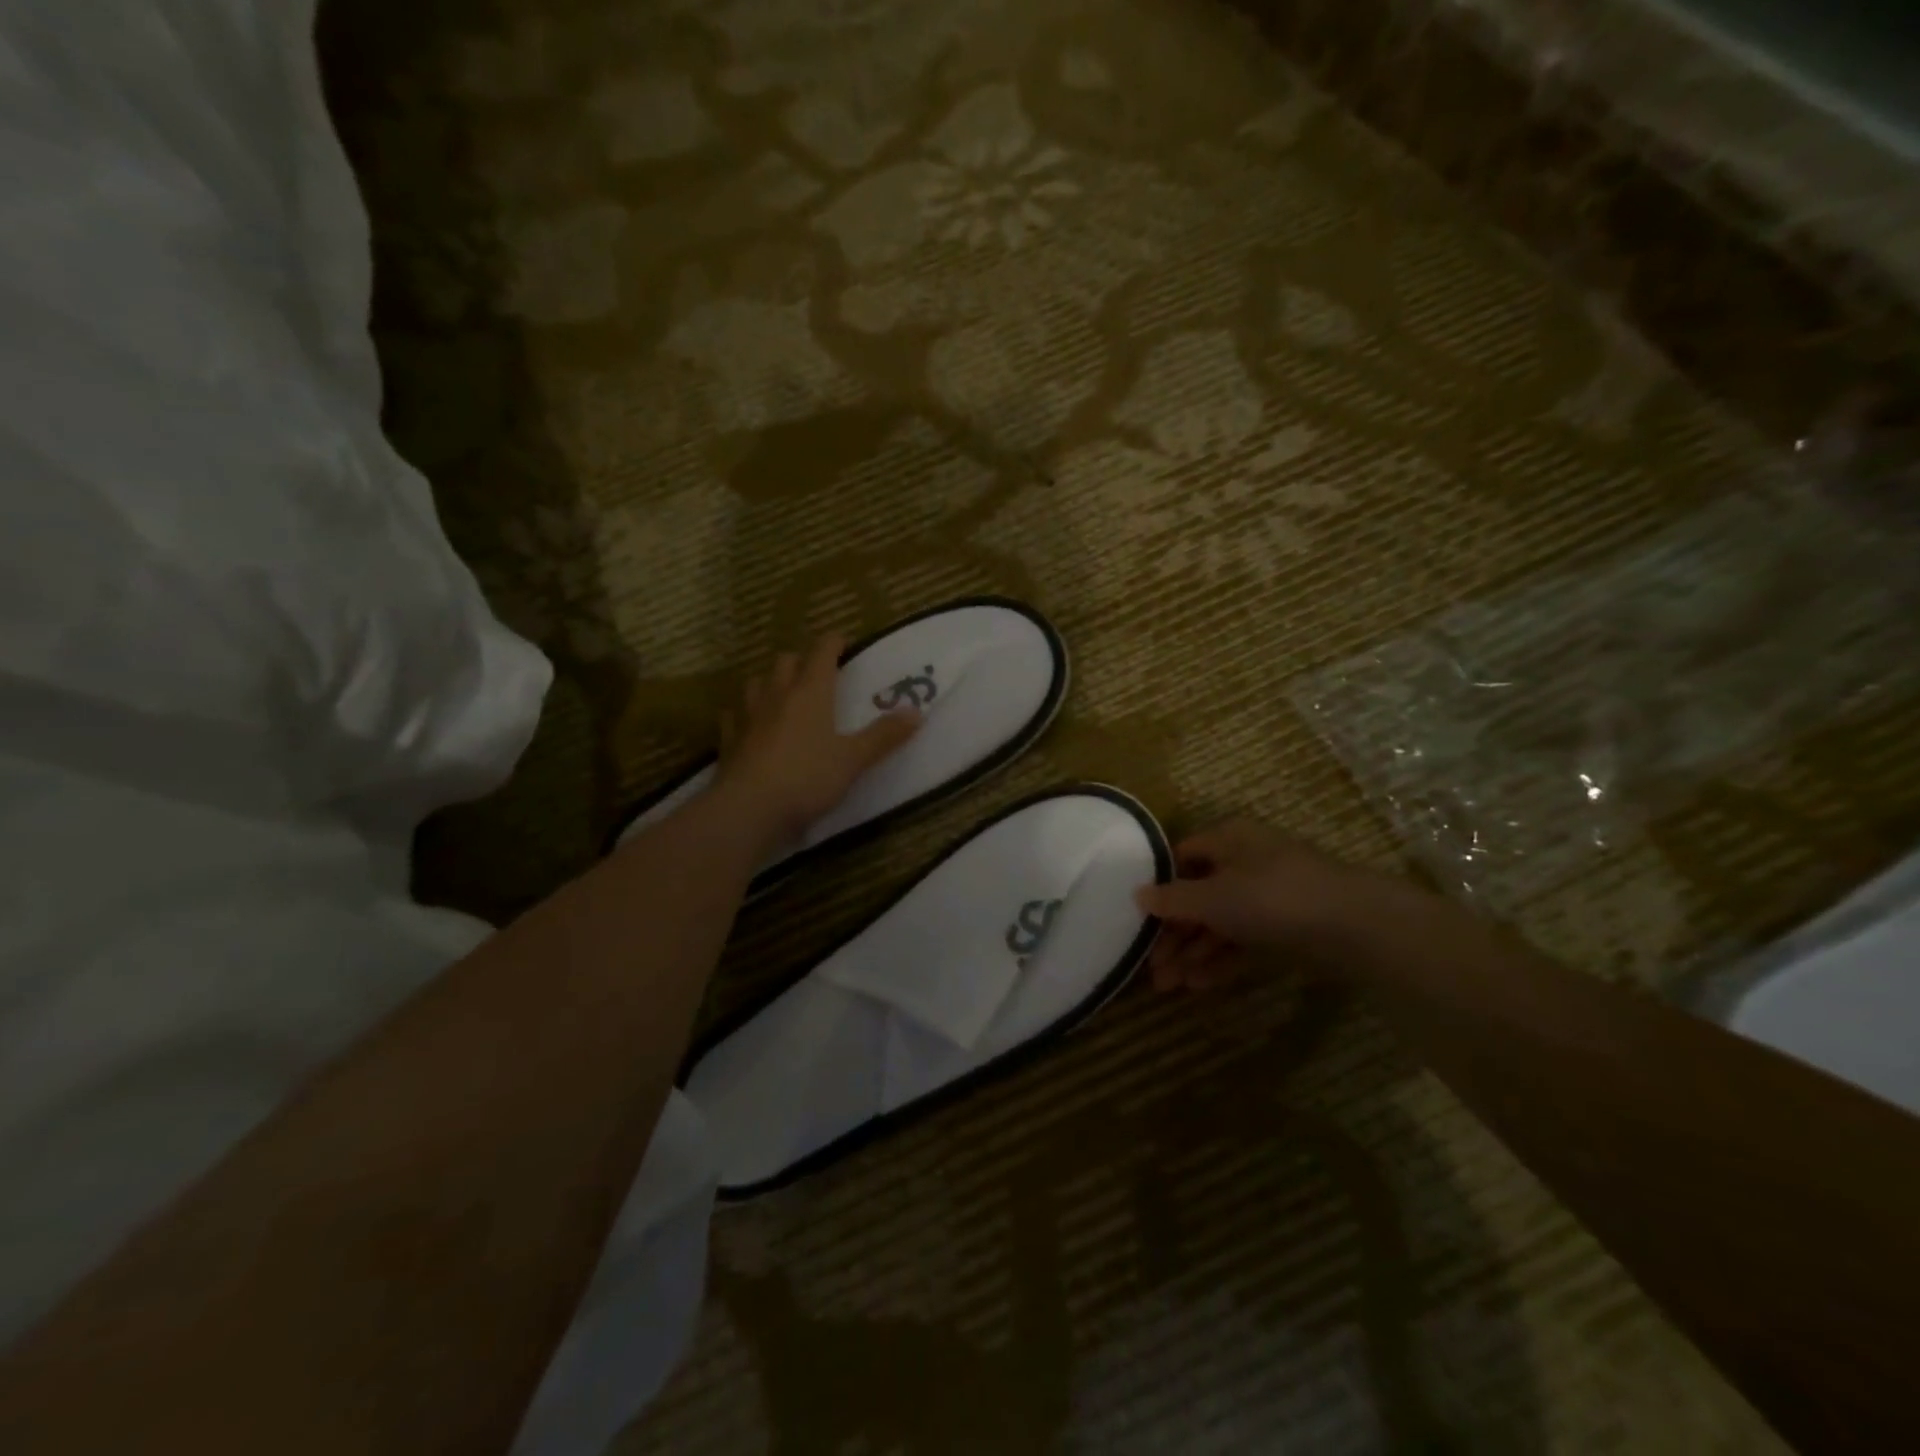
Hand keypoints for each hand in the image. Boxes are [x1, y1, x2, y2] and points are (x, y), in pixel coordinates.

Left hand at [715, 634, 920, 846]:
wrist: (749, 809)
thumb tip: (917, 712)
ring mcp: (748, 717)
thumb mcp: (853, 760)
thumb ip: (883, 736)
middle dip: (802, 660)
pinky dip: (743, 714)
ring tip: (782, 694)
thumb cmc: (807, 778)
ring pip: (756, 684)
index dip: (833, 642)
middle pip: (785, 662)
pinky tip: (748, 723)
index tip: (844, 642)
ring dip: (770, 683)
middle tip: (817, 672)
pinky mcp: (730, 741)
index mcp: (810, 692)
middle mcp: (777, 696)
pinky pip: (734, 717)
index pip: (821, 652)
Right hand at [1135, 819, 1403, 991]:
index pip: (1180, 858)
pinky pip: (1241, 941)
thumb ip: (1173, 899)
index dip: (1158, 886)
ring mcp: (1266, 896)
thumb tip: (1138, 894)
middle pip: (1197, 896)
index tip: (1137, 918)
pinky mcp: (1284, 927)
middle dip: (1172, 934)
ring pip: (1218, 923)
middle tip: (1152, 968)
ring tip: (1169, 986)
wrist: (1354, 926)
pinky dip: (1219, 960)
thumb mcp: (1213, 897)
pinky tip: (1199, 985)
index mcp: (1226, 840)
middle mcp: (1244, 862)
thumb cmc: (1272, 897)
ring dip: (1192, 952)